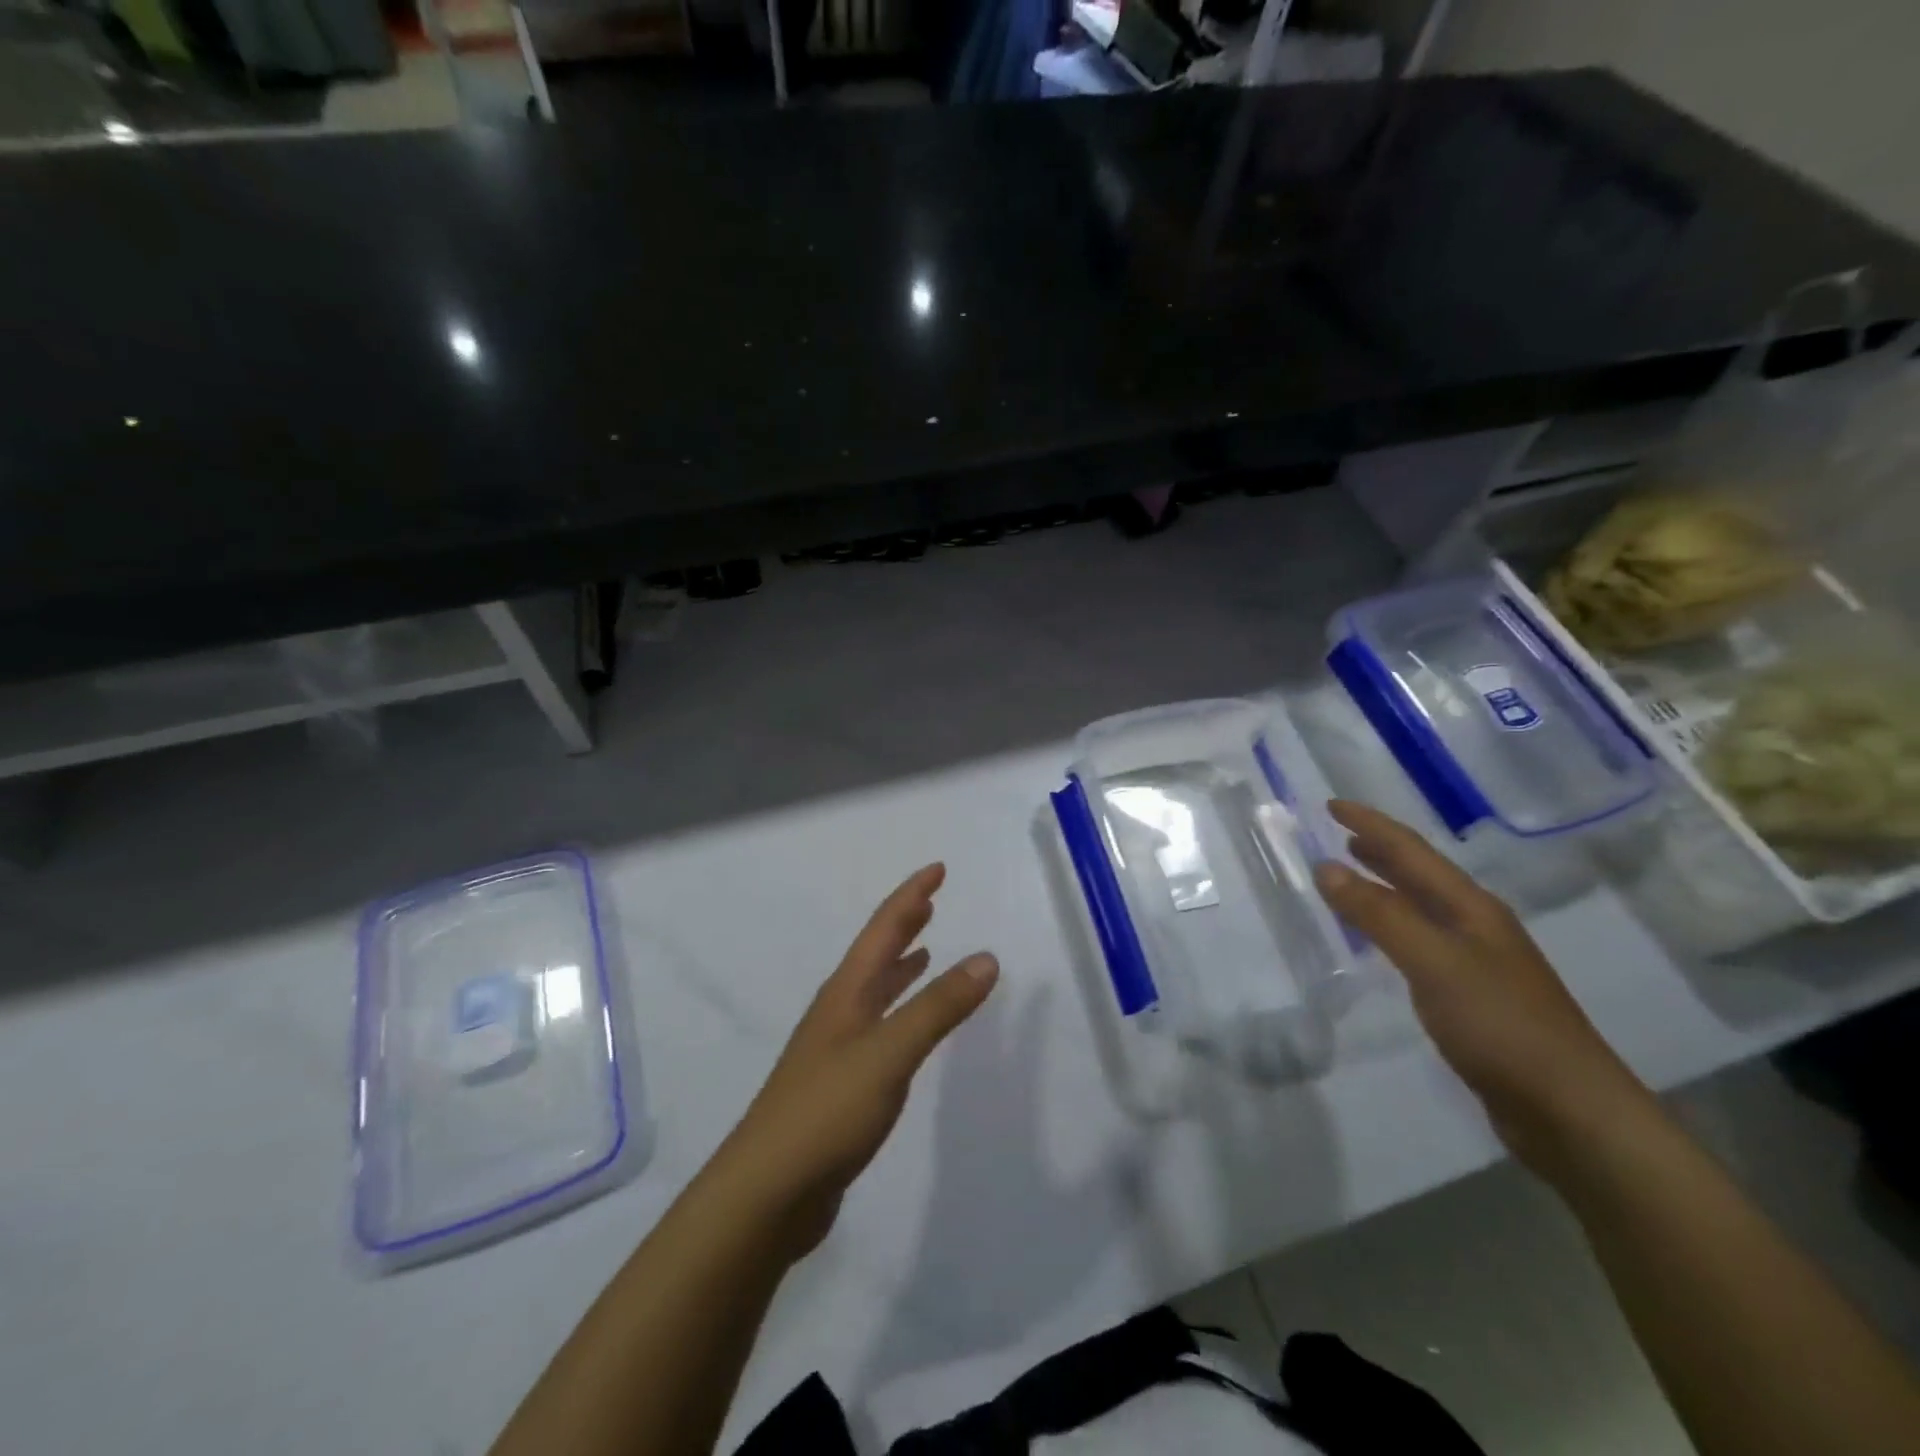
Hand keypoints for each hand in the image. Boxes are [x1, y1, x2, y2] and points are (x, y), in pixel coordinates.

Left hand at [713, 864, 998, 1257]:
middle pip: (875, 954)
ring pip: (874, 991)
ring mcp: (835, 1049)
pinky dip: (898, 1011)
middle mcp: (838, 1011)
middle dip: (904, 924)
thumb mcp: (889, 1053)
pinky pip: (877, 1028)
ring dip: (900, 966)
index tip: (937, 869)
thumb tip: (986, 958)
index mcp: (846, 993)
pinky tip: (906, 1028)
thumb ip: (938, 1007)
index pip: (882, 929)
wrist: (766, 1193)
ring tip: (924, 950)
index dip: (910, 896)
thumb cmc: (827, 1111)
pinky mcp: (839, 1085)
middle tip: (930, 900)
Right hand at [1312, 801, 1656, 1176]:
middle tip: (1337, 833)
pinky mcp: (1472, 997)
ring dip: (1384, 885)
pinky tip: (1379, 941)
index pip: (1412, 851)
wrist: (1570, 1112)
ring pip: (1420, 907)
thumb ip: (1379, 914)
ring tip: (1350, 876)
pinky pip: (1419, 942)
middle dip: (1379, 849)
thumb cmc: (1501, 1026)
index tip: (1330, 805)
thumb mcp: (1433, 962)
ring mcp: (1478, 962)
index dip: (1371, 824)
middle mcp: (1476, 925)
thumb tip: (1326, 867)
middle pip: (1420, 874)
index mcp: (1471, 908)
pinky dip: (1390, 926)